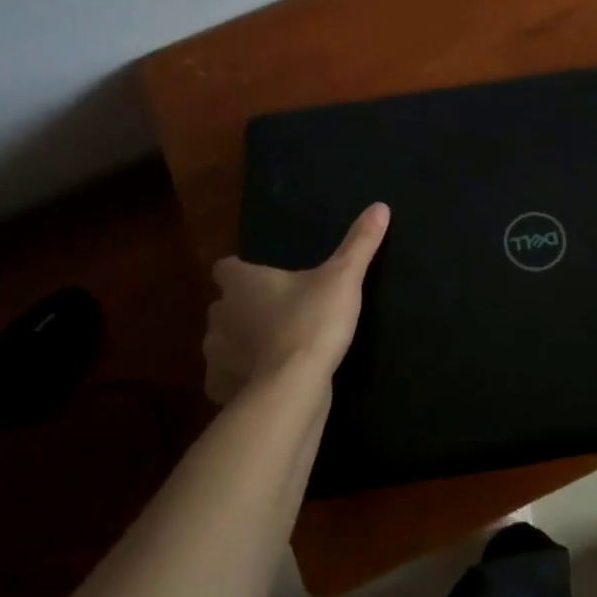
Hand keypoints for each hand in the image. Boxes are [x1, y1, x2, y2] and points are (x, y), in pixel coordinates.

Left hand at [203, 203, 389, 404]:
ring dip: (240, 344)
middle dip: (242, 309)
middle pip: (224, 305)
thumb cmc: (312, 323)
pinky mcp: (220, 389)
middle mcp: (220, 315)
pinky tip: (266, 381)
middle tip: (276, 313)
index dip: (241, 271)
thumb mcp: (343, 279)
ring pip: (222, 343)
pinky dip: (240, 378)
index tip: (261, 277)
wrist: (291, 390)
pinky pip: (226, 379)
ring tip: (272, 349)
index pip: (227, 267)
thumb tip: (380, 206)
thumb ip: (359, 244)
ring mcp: (216, 356)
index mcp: (243, 284)